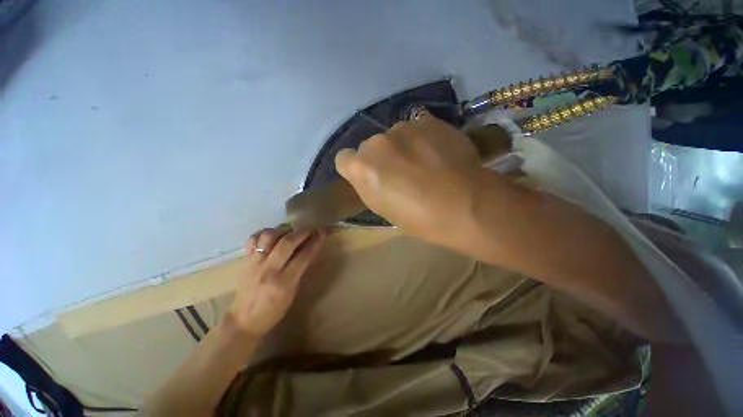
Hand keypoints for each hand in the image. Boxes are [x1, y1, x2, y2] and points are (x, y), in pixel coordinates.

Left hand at [227, 227, 325, 336]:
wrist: (244, 321)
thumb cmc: (273, 311)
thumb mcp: (292, 294)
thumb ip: (300, 271)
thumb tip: (309, 252)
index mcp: (283, 282)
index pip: (303, 256)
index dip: (315, 242)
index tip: (321, 232)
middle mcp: (268, 270)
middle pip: (287, 243)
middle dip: (301, 232)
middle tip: (309, 229)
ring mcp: (254, 264)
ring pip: (268, 237)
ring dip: (282, 230)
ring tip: (290, 232)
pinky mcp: (245, 261)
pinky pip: (253, 240)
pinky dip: (263, 234)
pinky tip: (272, 236)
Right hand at [335, 115, 482, 243]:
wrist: (465, 204)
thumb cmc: (419, 218)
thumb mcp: (383, 209)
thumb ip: (369, 185)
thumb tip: (371, 173)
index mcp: (361, 168)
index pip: (343, 159)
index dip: (355, 168)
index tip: (370, 176)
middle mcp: (376, 143)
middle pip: (370, 146)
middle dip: (381, 157)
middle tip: (402, 172)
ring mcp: (403, 128)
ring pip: (394, 136)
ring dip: (402, 147)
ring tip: (424, 163)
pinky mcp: (427, 121)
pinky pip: (416, 127)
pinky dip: (422, 138)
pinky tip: (437, 153)